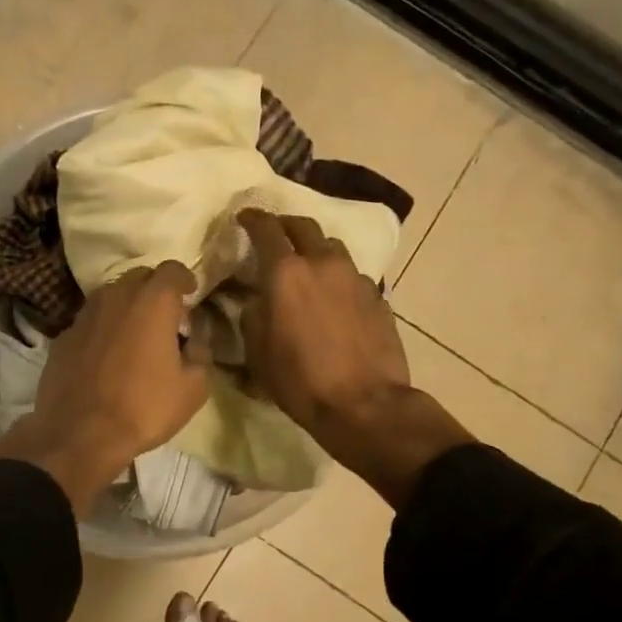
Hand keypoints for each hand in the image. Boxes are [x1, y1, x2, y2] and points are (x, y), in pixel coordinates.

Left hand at [0, 263, 209, 514]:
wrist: (79, 434)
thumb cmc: (144, 408)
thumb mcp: (193, 389)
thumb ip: (200, 355)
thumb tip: (193, 342)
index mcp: (152, 302)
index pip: (172, 269)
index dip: (184, 279)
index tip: (190, 294)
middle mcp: (116, 297)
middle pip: (140, 276)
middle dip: (155, 289)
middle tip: (166, 317)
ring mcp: (85, 314)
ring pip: (111, 296)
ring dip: (127, 306)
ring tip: (135, 334)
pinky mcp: (63, 335)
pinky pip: (91, 321)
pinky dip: (103, 328)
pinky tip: (107, 355)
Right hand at [238, 210, 469, 506]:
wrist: (365, 405)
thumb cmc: (300, 381)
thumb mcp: (257, 351)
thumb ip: (252, 314)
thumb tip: (255, 299)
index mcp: (286, 273)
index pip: (266, 229)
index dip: (252, 219)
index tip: (244, 217)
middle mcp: (322, 263)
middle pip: (303, 226)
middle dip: (285, 225)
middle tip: (274, 235)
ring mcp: (354, 277)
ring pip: (331, 246)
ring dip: (314, 248)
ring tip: (306, 264)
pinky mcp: (377, 296)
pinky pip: (351, 274)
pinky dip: (335, 275)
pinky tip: (332, 296)